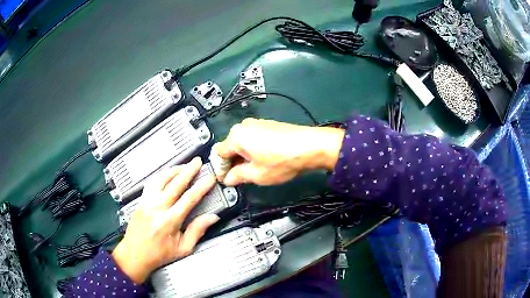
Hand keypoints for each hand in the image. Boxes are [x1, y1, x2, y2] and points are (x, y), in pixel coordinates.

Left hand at [112, 158, 218, 283]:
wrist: (134, 254)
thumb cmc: (160, 254)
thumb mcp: (183, 248)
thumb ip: (197, 231)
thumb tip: (213, 217)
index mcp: (169, 221)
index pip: (189, 199)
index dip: (201, 186)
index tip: (210, 177)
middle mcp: (157, 208)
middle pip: (175, 184)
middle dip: (188, 171)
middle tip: (198, 161)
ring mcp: (146, 202)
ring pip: (161, 179)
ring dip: (174, 170)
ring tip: (184, 165)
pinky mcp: (140, 200)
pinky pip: (151, 183)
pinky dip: (161, 175)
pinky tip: (168, 174)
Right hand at [215, 118, 344, 185]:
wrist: (310, 146)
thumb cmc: (281, 161)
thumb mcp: (256, 175)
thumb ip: (238, 176)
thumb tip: (229, 179)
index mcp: (236, 136)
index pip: (218, 154)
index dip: (220, 169)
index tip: (226, 180)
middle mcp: (244, 126)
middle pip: (230, 146)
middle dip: (232, 163)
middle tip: (239, 178)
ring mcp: (257, 124)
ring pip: (242, 142)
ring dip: (243, 157)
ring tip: (253, 171)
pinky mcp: (268, 125)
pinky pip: (253, 138)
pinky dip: (253, 150)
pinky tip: (263, 160)